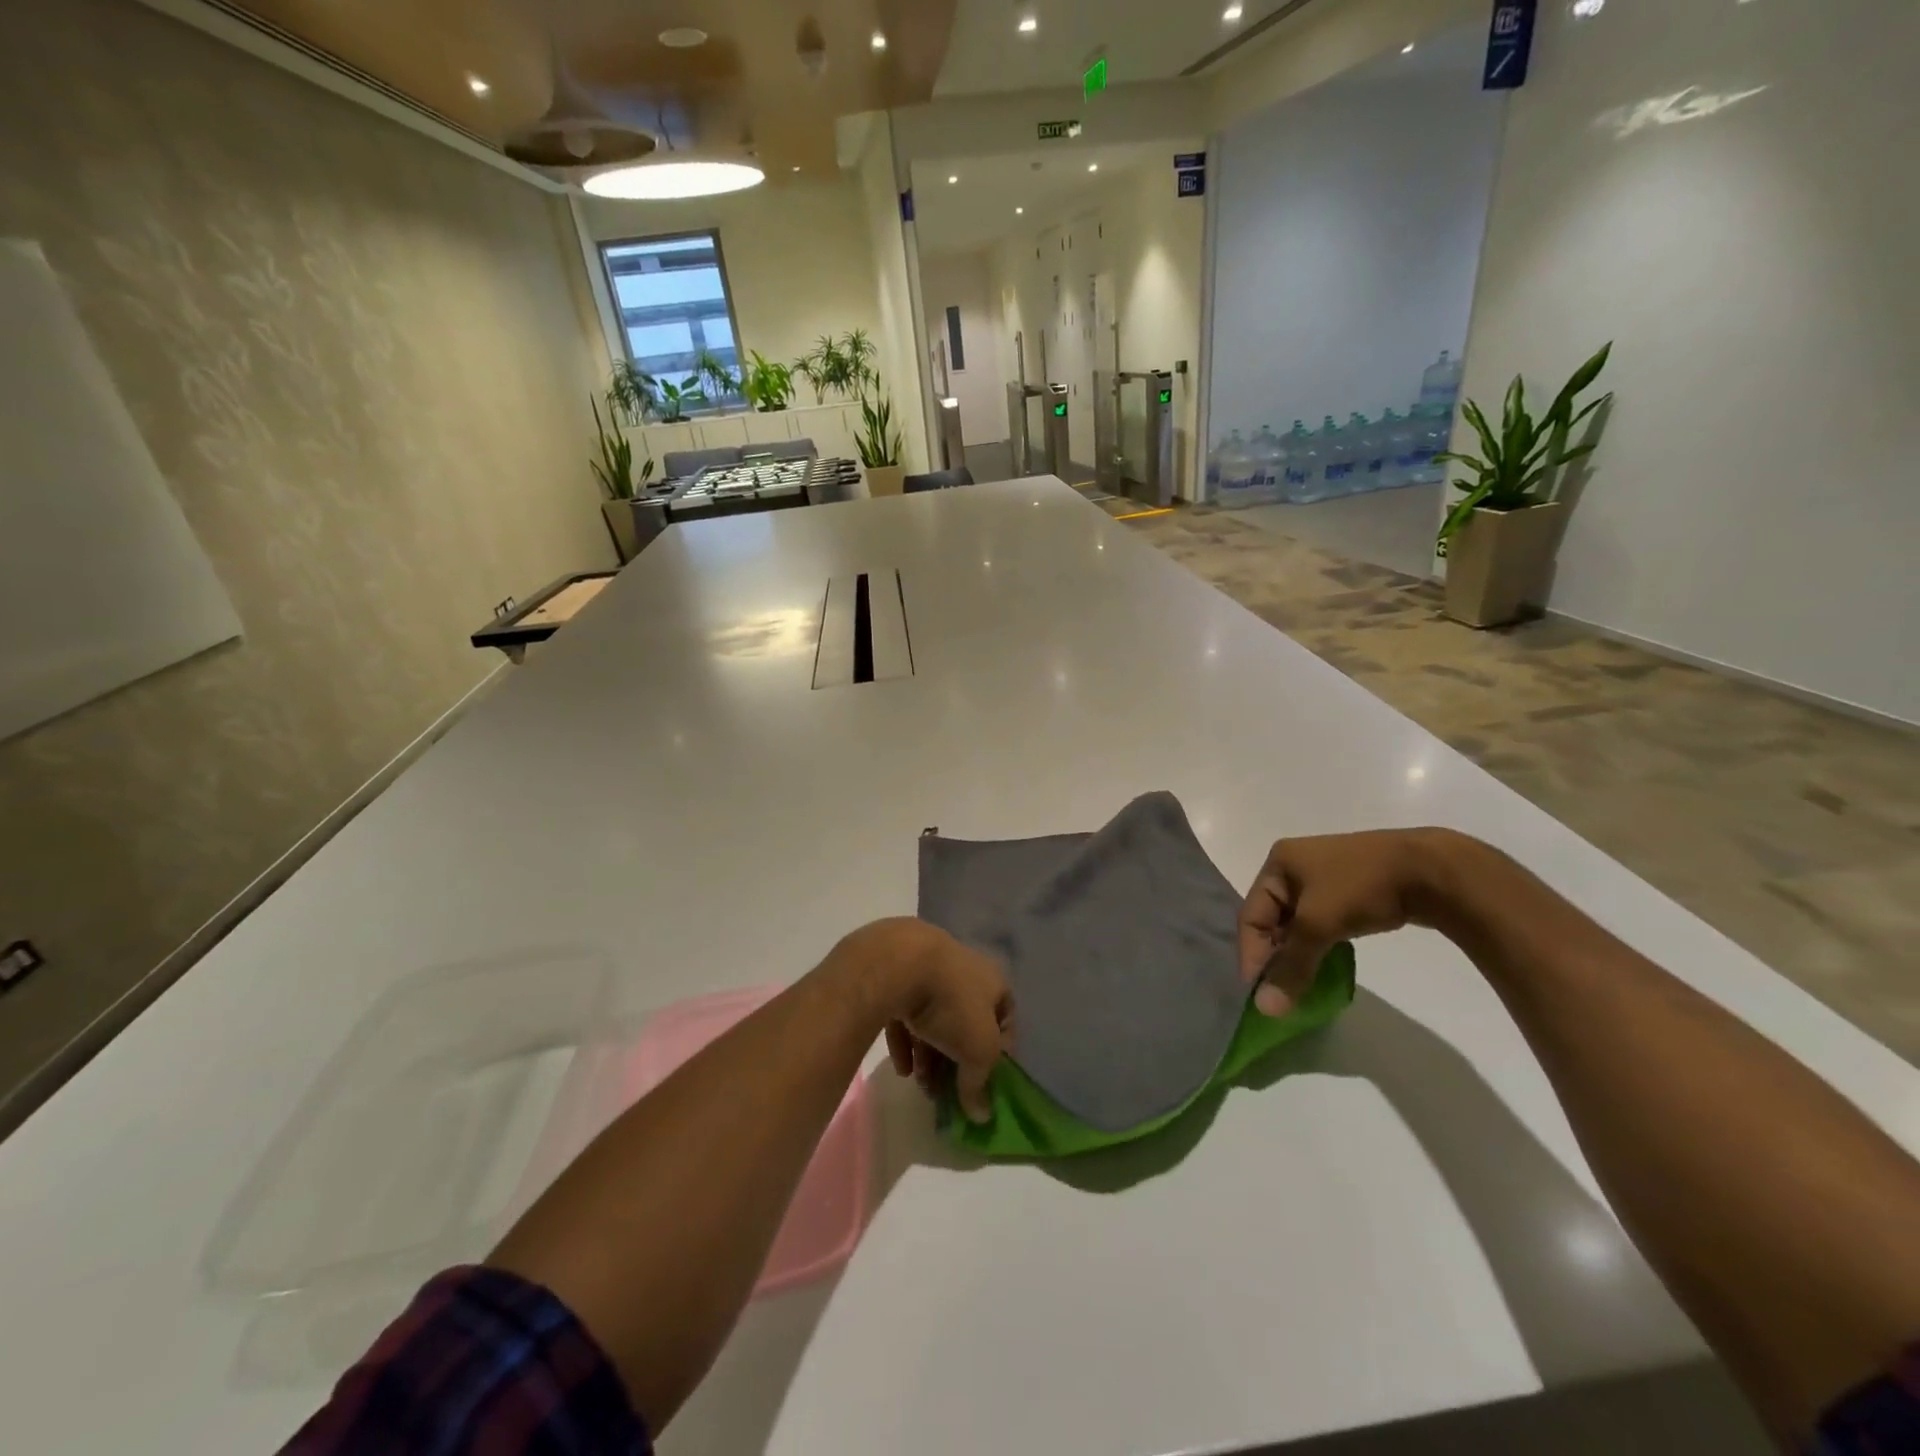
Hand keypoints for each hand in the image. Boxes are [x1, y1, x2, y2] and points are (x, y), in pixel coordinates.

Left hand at [835, 919, 1012, 1122]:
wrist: (900, 963)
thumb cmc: (953, 1004)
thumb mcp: (979, 1050)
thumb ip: (980, 1083)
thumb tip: (981, 1115)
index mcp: (993, 980)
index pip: (1005, 1018)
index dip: (999, 1053)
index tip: (985, 1082)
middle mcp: (964, 971)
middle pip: (965, 1022)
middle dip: (956, 1060)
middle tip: (946, 1090)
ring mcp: (928, 970)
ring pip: (934, 1019)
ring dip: (930, 1054)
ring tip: (920, 1084)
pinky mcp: (897, 975)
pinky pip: (905, 1012)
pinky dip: (906, 1041)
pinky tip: (901, 1068)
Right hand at [1238, 829, 1453, 1015]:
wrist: (1431, 871)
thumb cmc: (1361, 886)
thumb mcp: (1319, 924)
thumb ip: (1291, 966)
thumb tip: (1265, 1009)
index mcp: (1278, 863)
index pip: (1251, 915)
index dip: (1252, 954)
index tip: (1259, 993)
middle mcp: (1296, 866)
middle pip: (1273, 920)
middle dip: (1275, 957)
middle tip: (1280, 993)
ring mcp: (1325, 878)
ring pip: (1299, 925)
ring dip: (1298, 955)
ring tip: (1301, 985)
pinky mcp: (1350, 892)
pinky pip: (1322, 924)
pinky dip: (1319, 946)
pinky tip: (1325, 967)